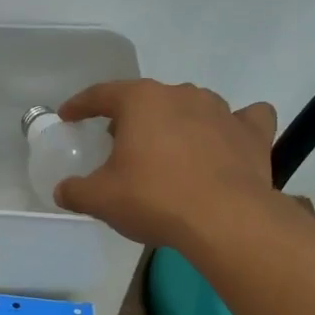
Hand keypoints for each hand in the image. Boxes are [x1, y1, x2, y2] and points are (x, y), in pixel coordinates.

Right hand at [55, 79, 278, 248]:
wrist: (225, 220)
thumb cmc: (154, 199)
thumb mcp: (101, 199)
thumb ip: (75, 191)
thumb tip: (62, 191)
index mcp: (141, 101)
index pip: (101, 94)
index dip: (80, 105)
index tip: (69, 115)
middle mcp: (182, 94)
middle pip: (147, 99)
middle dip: (131, 118)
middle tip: (119, 145)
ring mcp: (222, 110)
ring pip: (192, 106)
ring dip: (176, 122)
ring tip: (168, 150)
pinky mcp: (252, 133)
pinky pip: (243, 119)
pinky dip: (233, 127)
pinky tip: (226, 140)